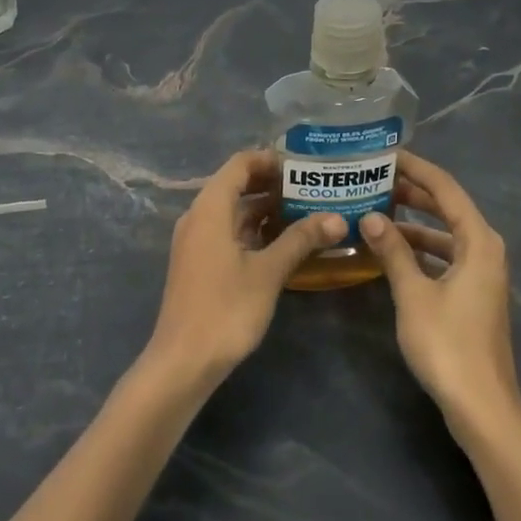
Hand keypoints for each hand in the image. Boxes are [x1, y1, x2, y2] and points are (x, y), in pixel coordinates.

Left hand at [144, 149, 346, 386]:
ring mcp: (196, 241)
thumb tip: (337, 218)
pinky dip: (255, 231)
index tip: (303, 165)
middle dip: (273, 184)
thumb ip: (301, 240)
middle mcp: (198, 217)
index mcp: (210, 208)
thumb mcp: (268, 272)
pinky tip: (284, 242)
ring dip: (266, 209)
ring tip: (307, 211)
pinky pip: (229, 232)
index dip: (270, 159)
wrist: (183, 361)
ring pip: (234, 212)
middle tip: (313, 188)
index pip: (240, 164)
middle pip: (236, 185)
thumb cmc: (225, 309)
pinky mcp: (200, 263)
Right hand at [358, 152, 520, 444]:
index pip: (445, 189)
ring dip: (413, 223)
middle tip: (373, 178)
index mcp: (479, 241)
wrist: (482, 408)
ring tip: (374, 211)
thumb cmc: (448, 345)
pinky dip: (419, 250)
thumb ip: (393, 251)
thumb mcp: (414, 294)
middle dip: (412, 193)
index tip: (385, 154)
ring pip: (444, 234)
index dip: (416, 169)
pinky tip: (390, 253)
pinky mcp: (473, 295)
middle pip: (447, 208)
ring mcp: (481, 274)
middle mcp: (485, 250)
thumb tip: (370, 216)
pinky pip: (444, 257)